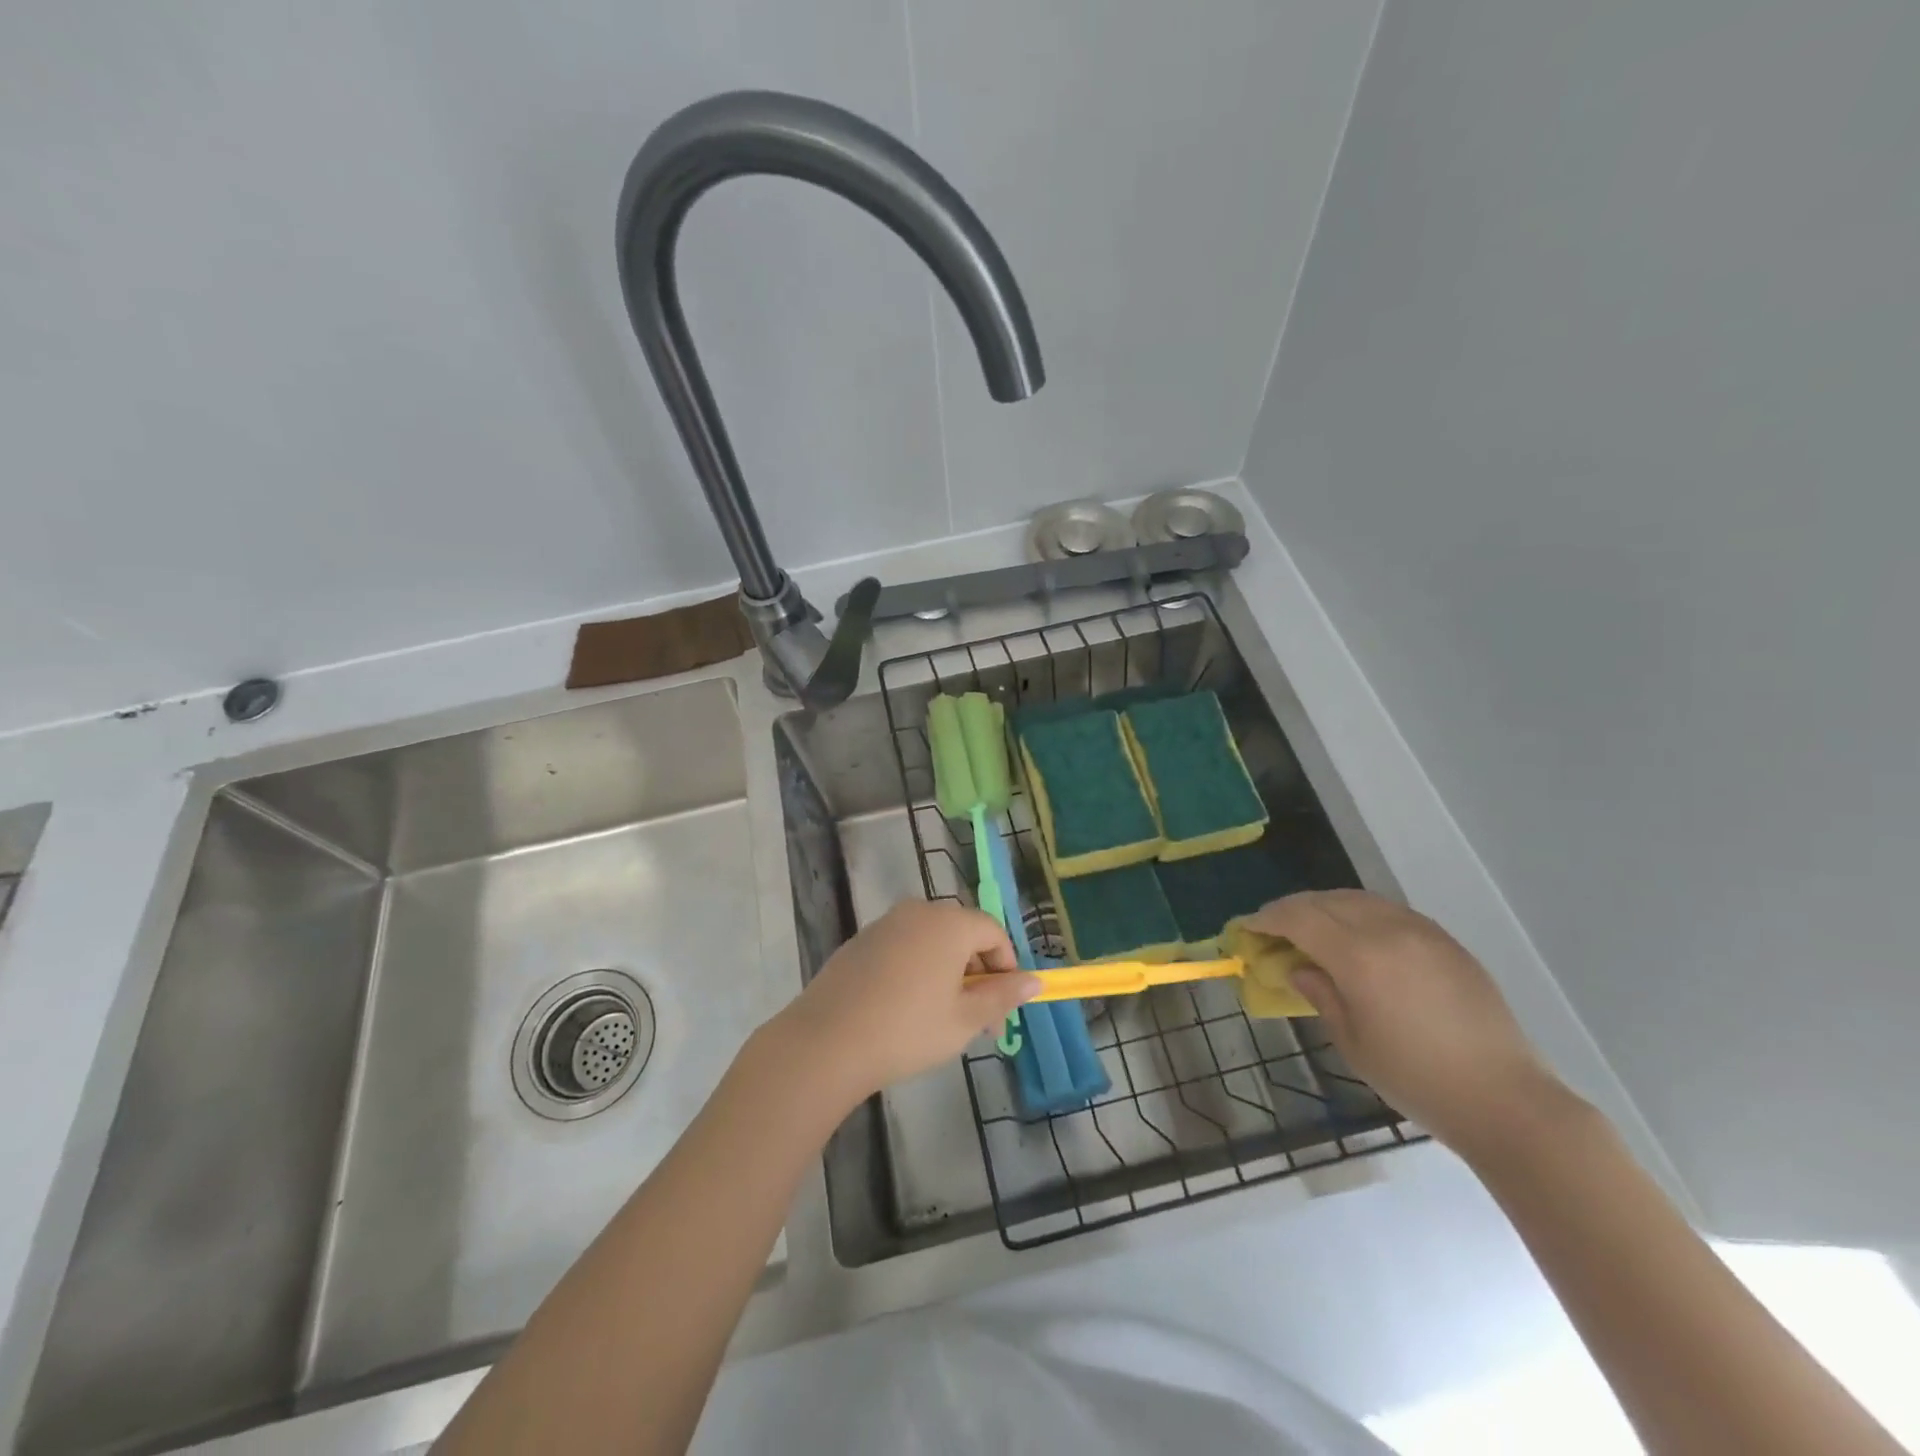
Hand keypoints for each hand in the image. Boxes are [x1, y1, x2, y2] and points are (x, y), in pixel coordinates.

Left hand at [769, 900, 1039, 1106]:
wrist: (826, 1042)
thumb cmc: (907, 1030)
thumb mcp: (964, 1020)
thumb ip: (1002, 996)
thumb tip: (1033, 981)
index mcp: (949, 923)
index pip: (993, 931)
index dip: (1006, 967)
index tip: (1003, 1007)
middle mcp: (918, 911)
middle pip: (962, 932)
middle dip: (977, 972)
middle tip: (977, 1019)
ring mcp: (885, 924)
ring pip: (932, 940)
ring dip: (948, 971)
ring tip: (943, 1018)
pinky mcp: (860, 941)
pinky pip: (903, 947)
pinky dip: (917, 969)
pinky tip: (905, 1009)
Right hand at [1246, 889, 1570, 1153]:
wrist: (1505, 1100)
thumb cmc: (1417, 1080)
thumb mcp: (1352, 1042)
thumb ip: (1321, 995)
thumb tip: (1299, 968)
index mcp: (1360, 957)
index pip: (1299, 918)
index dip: (1267, 919)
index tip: (1248, 928)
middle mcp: (1389, 931)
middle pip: (1326, 901)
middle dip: (1293, 909)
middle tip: (1273, 928)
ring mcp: (1422, 932)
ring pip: (1359, 899)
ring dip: (1326, 907)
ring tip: (1311, 929)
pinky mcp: (1446, 942)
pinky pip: (1389, 911)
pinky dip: (1360, 914)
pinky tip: (1356, 938)